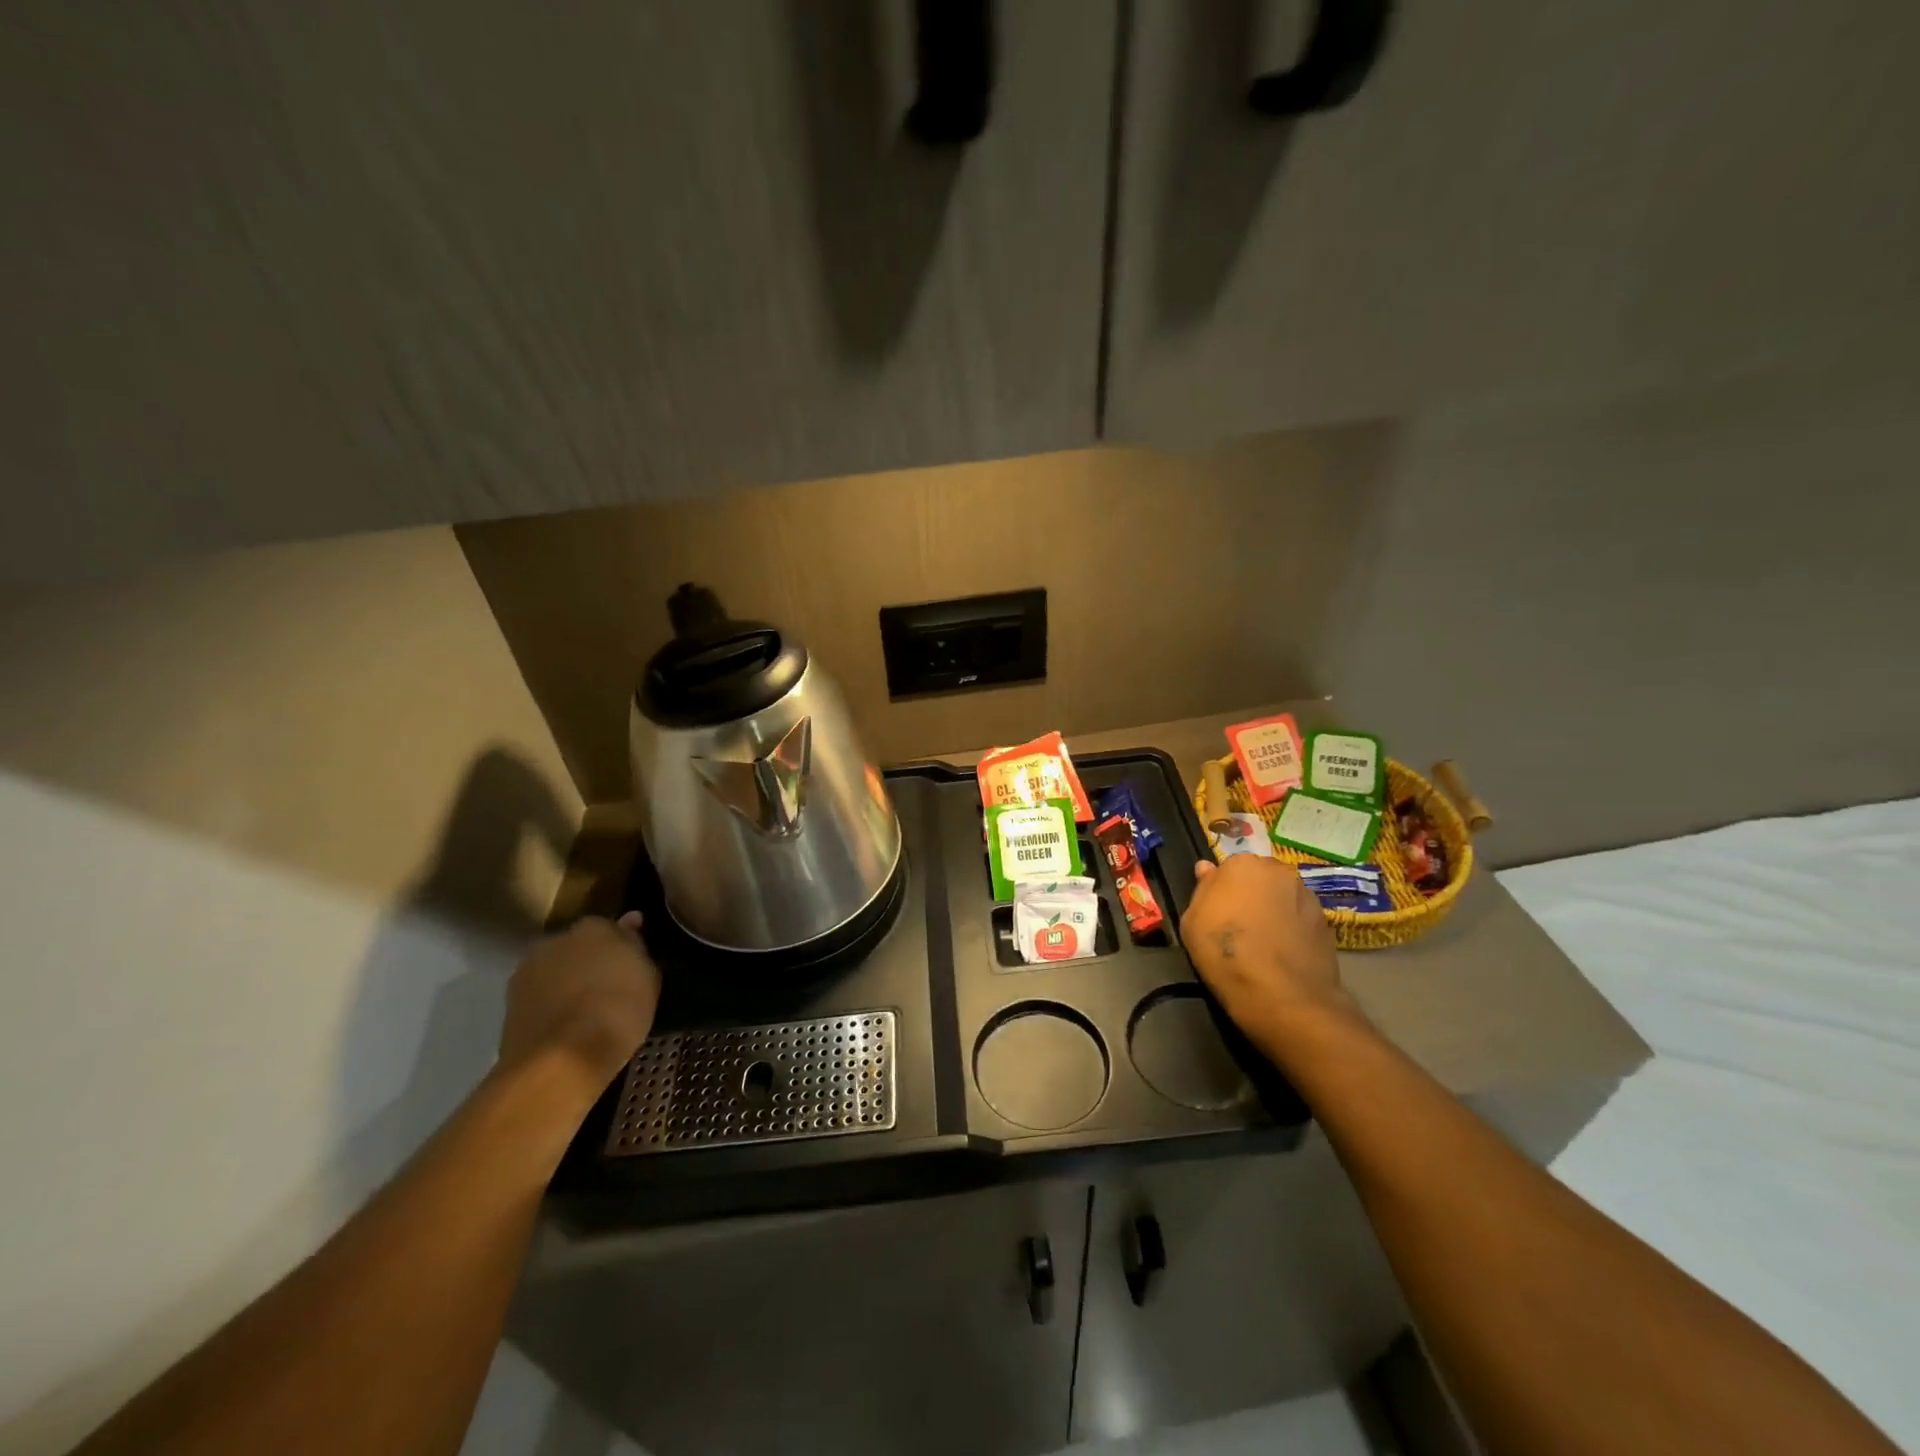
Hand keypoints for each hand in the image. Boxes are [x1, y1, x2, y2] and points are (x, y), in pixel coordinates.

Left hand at [499, 913, 661, 1090]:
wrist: (561, 1059)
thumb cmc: (618, 1010)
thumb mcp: (647, 978)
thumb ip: (636, 947)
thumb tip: (630, 921)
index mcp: (593, 927)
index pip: (610, 928)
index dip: (620, 948)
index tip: (629, 968)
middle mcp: (555, 940)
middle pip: (577, 947)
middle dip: (588, 962)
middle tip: (607, 989)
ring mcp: (527, 972)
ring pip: (554, 972)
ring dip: (566, 984)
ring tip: (585, 1013)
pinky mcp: (508, 1005)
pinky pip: (539, 999)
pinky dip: (550, 1007)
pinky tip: (565, 1028)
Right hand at [1184, 856, 1354, 1048]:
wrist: (1283, 996)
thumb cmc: (1226, 954)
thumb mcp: (1192, 922)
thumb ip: (1202, 889)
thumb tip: (1207, 868)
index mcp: (1243, 865)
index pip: (1229, 868)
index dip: (1223, 891)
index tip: (1218, 912)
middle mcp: (1279, 871)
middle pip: (1260, 878)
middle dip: (1252, 895)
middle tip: (1240, 925)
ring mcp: (1307, 896)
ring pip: (1283, 897)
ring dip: (1274, 910)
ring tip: (1265, 943)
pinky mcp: (1327, 923)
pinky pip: (1301, 918)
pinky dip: (1293, 929)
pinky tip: (1283, 953)